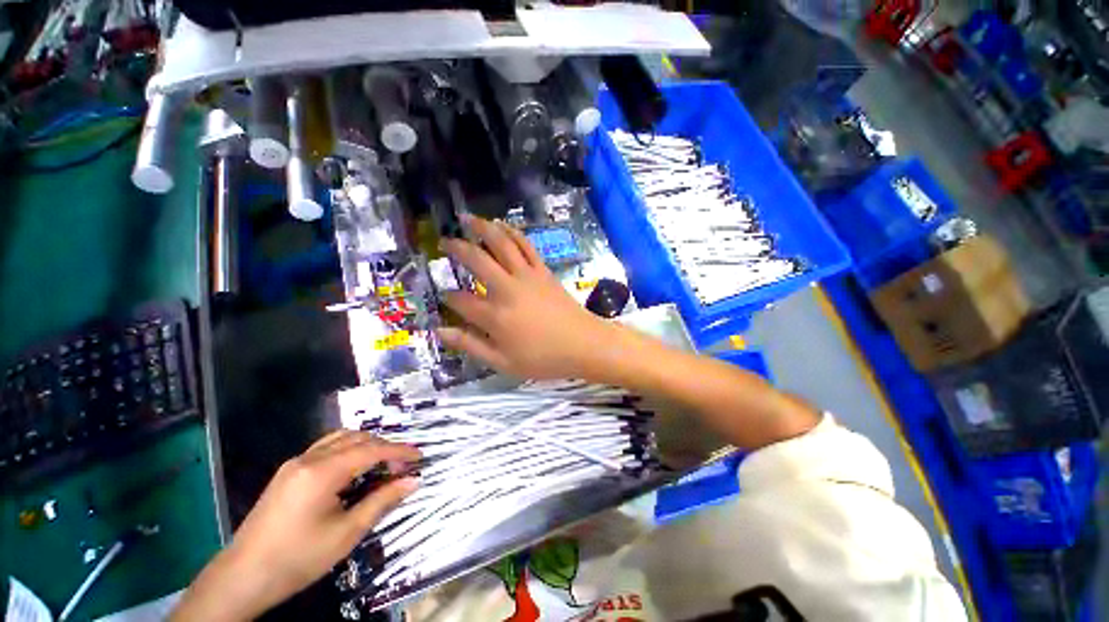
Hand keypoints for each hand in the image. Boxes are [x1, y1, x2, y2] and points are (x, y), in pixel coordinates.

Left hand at [171, 431, 419, 621]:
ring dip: (366, 445)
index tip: (421, 457)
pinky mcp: (288, 472)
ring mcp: (295, 463)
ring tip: (382, 464)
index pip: (372, 450)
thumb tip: (413, 481)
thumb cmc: (298, 558)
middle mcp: (309, 458)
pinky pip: (325, 448)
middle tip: (402, 466)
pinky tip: (353, 469)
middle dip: (385, 447)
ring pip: (340, 438)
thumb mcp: (346, 533)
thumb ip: (382, 501)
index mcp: (323, 471)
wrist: (243, 577)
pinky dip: (347, 450)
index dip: (400, 451)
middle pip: (358, 438)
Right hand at [437, 215, 613, 379]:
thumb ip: (470, 345)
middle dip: (456, 248)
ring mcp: (526, 275)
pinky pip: (525, 245)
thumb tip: (440, 332)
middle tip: (444, 241)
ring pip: (501, 243)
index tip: (445, 295)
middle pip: (476, 260)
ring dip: (482, 228)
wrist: (583, 344)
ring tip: (467, 218)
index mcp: (494, 315)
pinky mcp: (543, 270)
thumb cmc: (544, 358)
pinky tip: (502, 225)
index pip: (460, 300)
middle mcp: (507, 288)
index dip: (448, 297)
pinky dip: (511, 232)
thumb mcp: (503, 362)